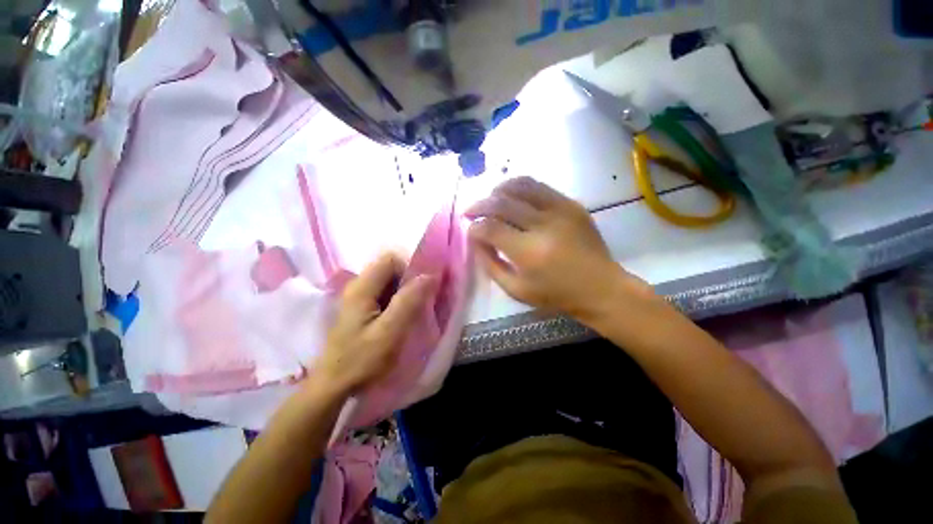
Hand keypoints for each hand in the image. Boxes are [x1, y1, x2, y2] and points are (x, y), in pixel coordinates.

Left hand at [315, 253, 436, 396]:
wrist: (333, 387)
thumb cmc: (360, 360)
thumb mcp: (389, 331)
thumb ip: (409, 301)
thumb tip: (429, 275)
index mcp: (362, 288)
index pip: (391, 259)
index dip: (410, 267)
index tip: (424, 287)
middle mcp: (358, 287)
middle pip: (390, 269)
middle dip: (410, 280)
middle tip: (424, 300)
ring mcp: (359, 298)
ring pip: (389, 282)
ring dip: (406, 291)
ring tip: (417, 309)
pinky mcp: (361, 309)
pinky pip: (385, 294)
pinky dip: (399, 300)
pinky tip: (404, 317)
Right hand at [466, 177, 650, 323]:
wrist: (600, 287)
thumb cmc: (556, 294)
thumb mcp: (516, 289)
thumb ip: (491, 264)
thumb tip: (476, 240)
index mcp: (529, 252)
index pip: (491, 229)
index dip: (475, 228)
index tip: (469, 230)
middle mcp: (544, 225)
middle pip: (501, 203)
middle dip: (479, 205)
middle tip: (470, 211)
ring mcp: (560, 210)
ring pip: (520, 186)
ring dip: (498, 190)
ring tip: (489, 199)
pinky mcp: (571, 204)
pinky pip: (539, 187)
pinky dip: (519, 187)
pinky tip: (511, 196)